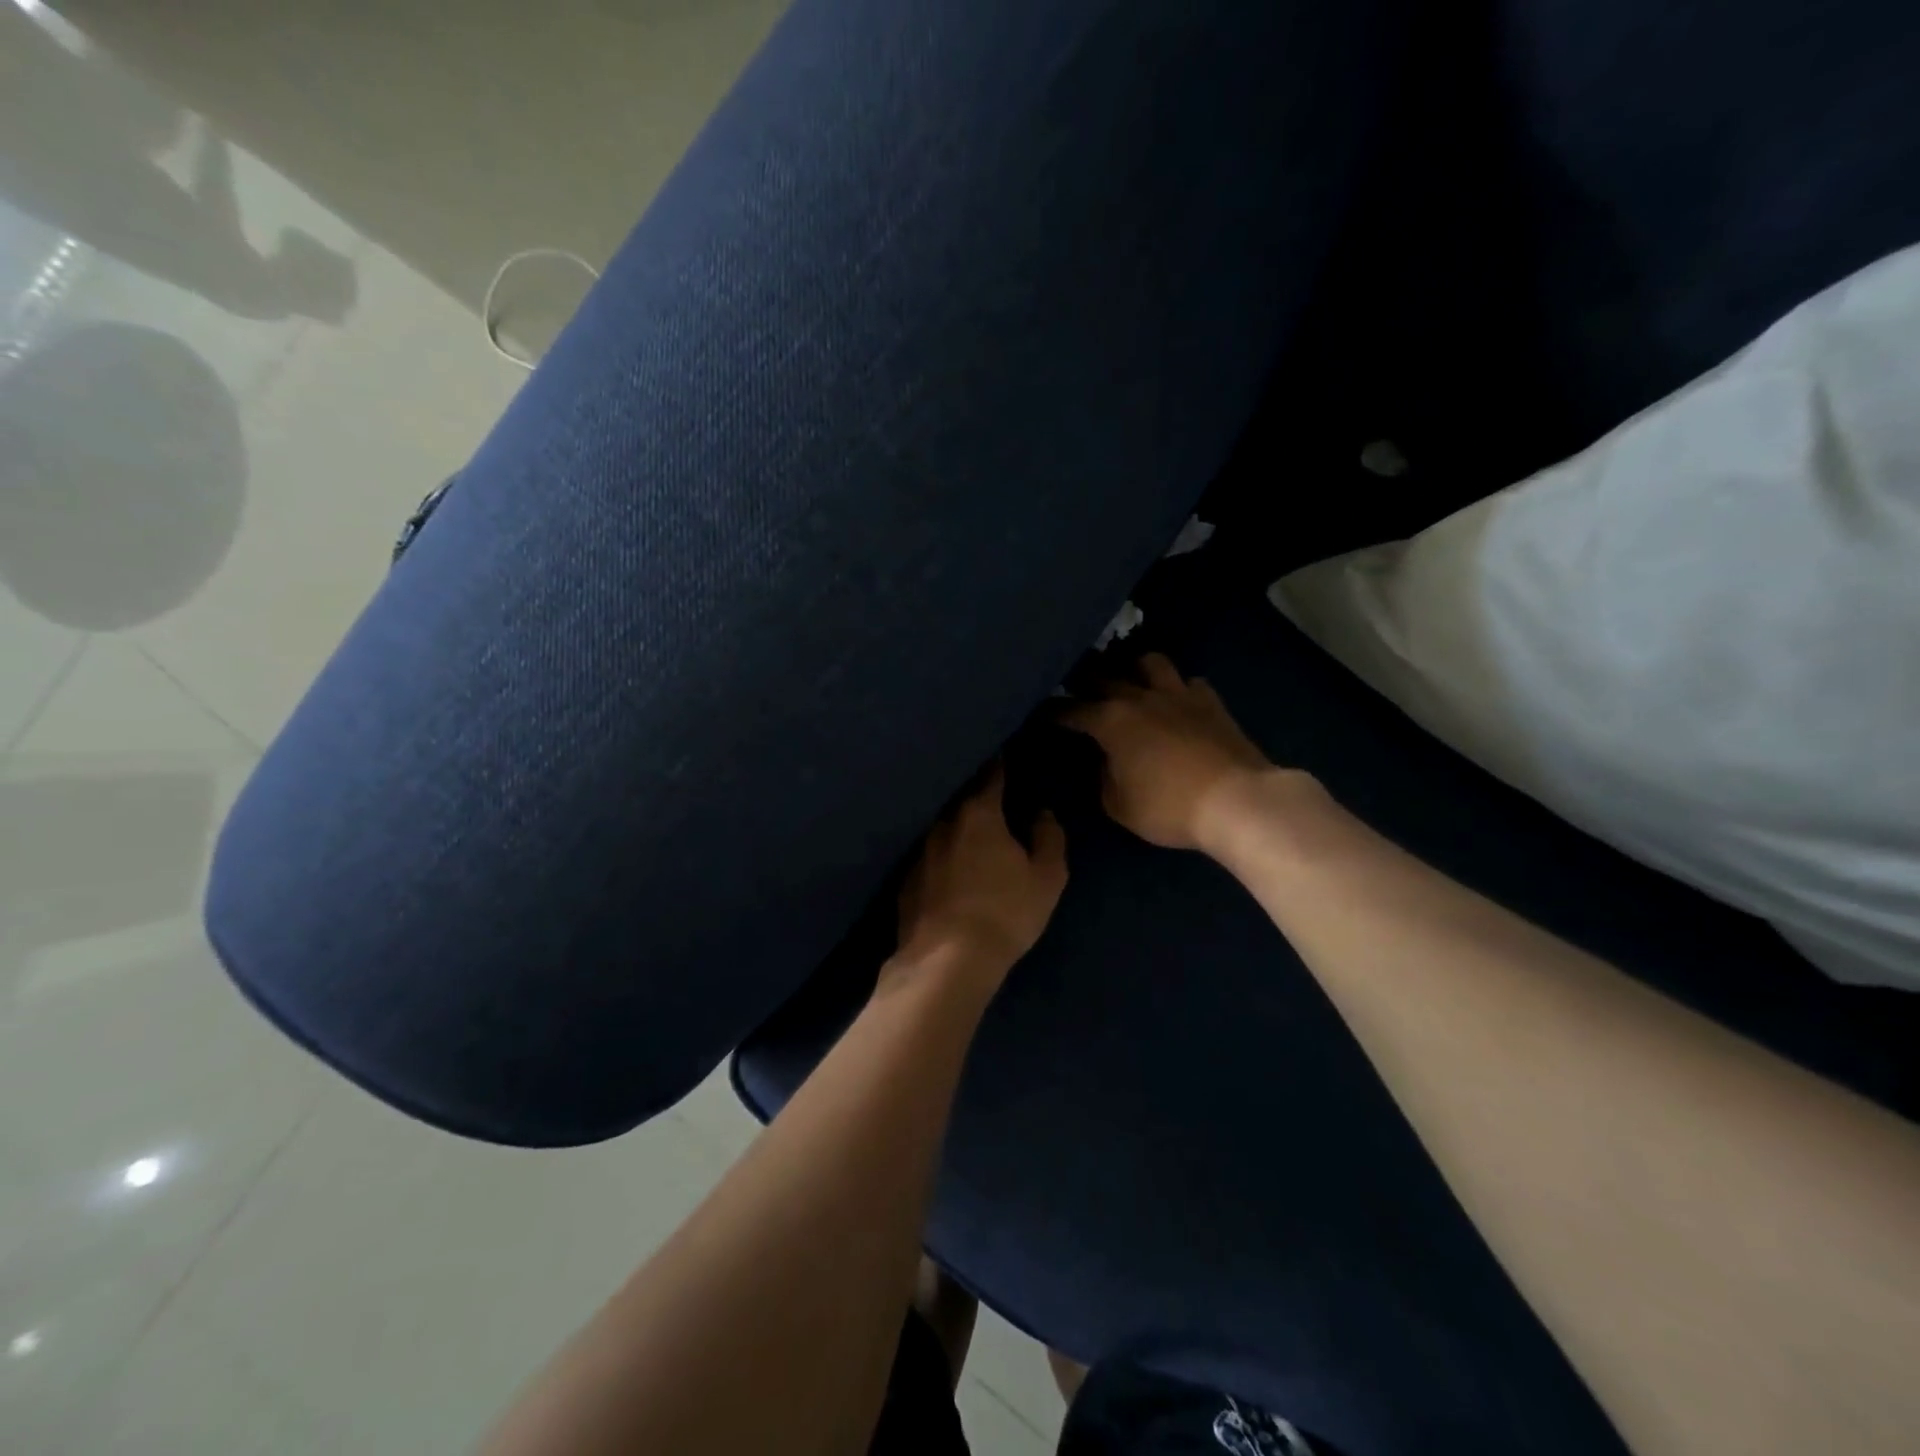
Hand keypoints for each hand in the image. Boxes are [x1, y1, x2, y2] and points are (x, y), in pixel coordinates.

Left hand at [892, 766, 1068, 984]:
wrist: (946, 962)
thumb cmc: (1005, 913)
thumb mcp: (1046, 878)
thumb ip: (1049, 838)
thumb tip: (1042, 813)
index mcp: (978, 814)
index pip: (991, 775)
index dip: (1001, 764)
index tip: (1005, 754)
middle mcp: (943, 823)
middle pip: (962, 799)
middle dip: (976, 794)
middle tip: (992, 795)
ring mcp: (919, 851)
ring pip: (942, 827)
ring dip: (957, 826)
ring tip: (971, 832)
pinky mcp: (905, 880)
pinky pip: (929, 855)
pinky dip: (941, 855)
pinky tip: (949, 869)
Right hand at [1062, 653, 1278, 852]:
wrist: (1236, 801)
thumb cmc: (1169, 808)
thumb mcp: (1119, 805)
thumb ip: (1104, 777)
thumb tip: (1105, 760)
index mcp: (1111, 721)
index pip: (1070, 709)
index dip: (1052, 711)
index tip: (1039, 712)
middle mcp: (1140, 697)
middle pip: (1104, 675)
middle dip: (1083, 678)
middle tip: (1074, 685)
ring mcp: (1178, 694)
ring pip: (1149, 662)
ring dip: (1133, 668)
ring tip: (1128, 679)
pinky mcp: (1210, 701)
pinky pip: (1188, 682)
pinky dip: (1177, 688)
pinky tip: (1176, 700)